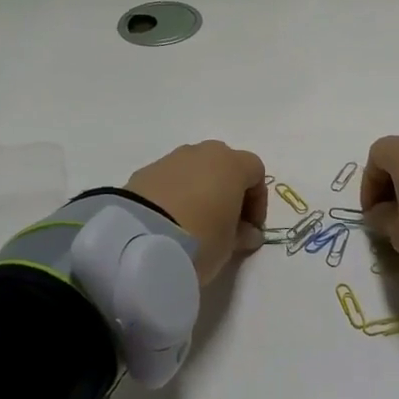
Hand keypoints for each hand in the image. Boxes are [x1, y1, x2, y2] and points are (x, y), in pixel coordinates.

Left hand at [126, 142, 267, 283]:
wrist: (140, 239)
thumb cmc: (201, 238)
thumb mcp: (229, 245)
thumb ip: (243, 235)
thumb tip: (248, 233)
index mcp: (231, 164)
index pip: (255, 172)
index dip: (257, 201)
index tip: (250, 229)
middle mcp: (202, 153)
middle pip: (224, 165)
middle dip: (228, 191)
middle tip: (224, 223)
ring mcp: (171, 159)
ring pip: (194, 170)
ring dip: (200, 191)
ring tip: (194, 224)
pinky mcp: (144, 172)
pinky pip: (170, 180)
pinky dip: (175, 195)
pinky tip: (169, 222)